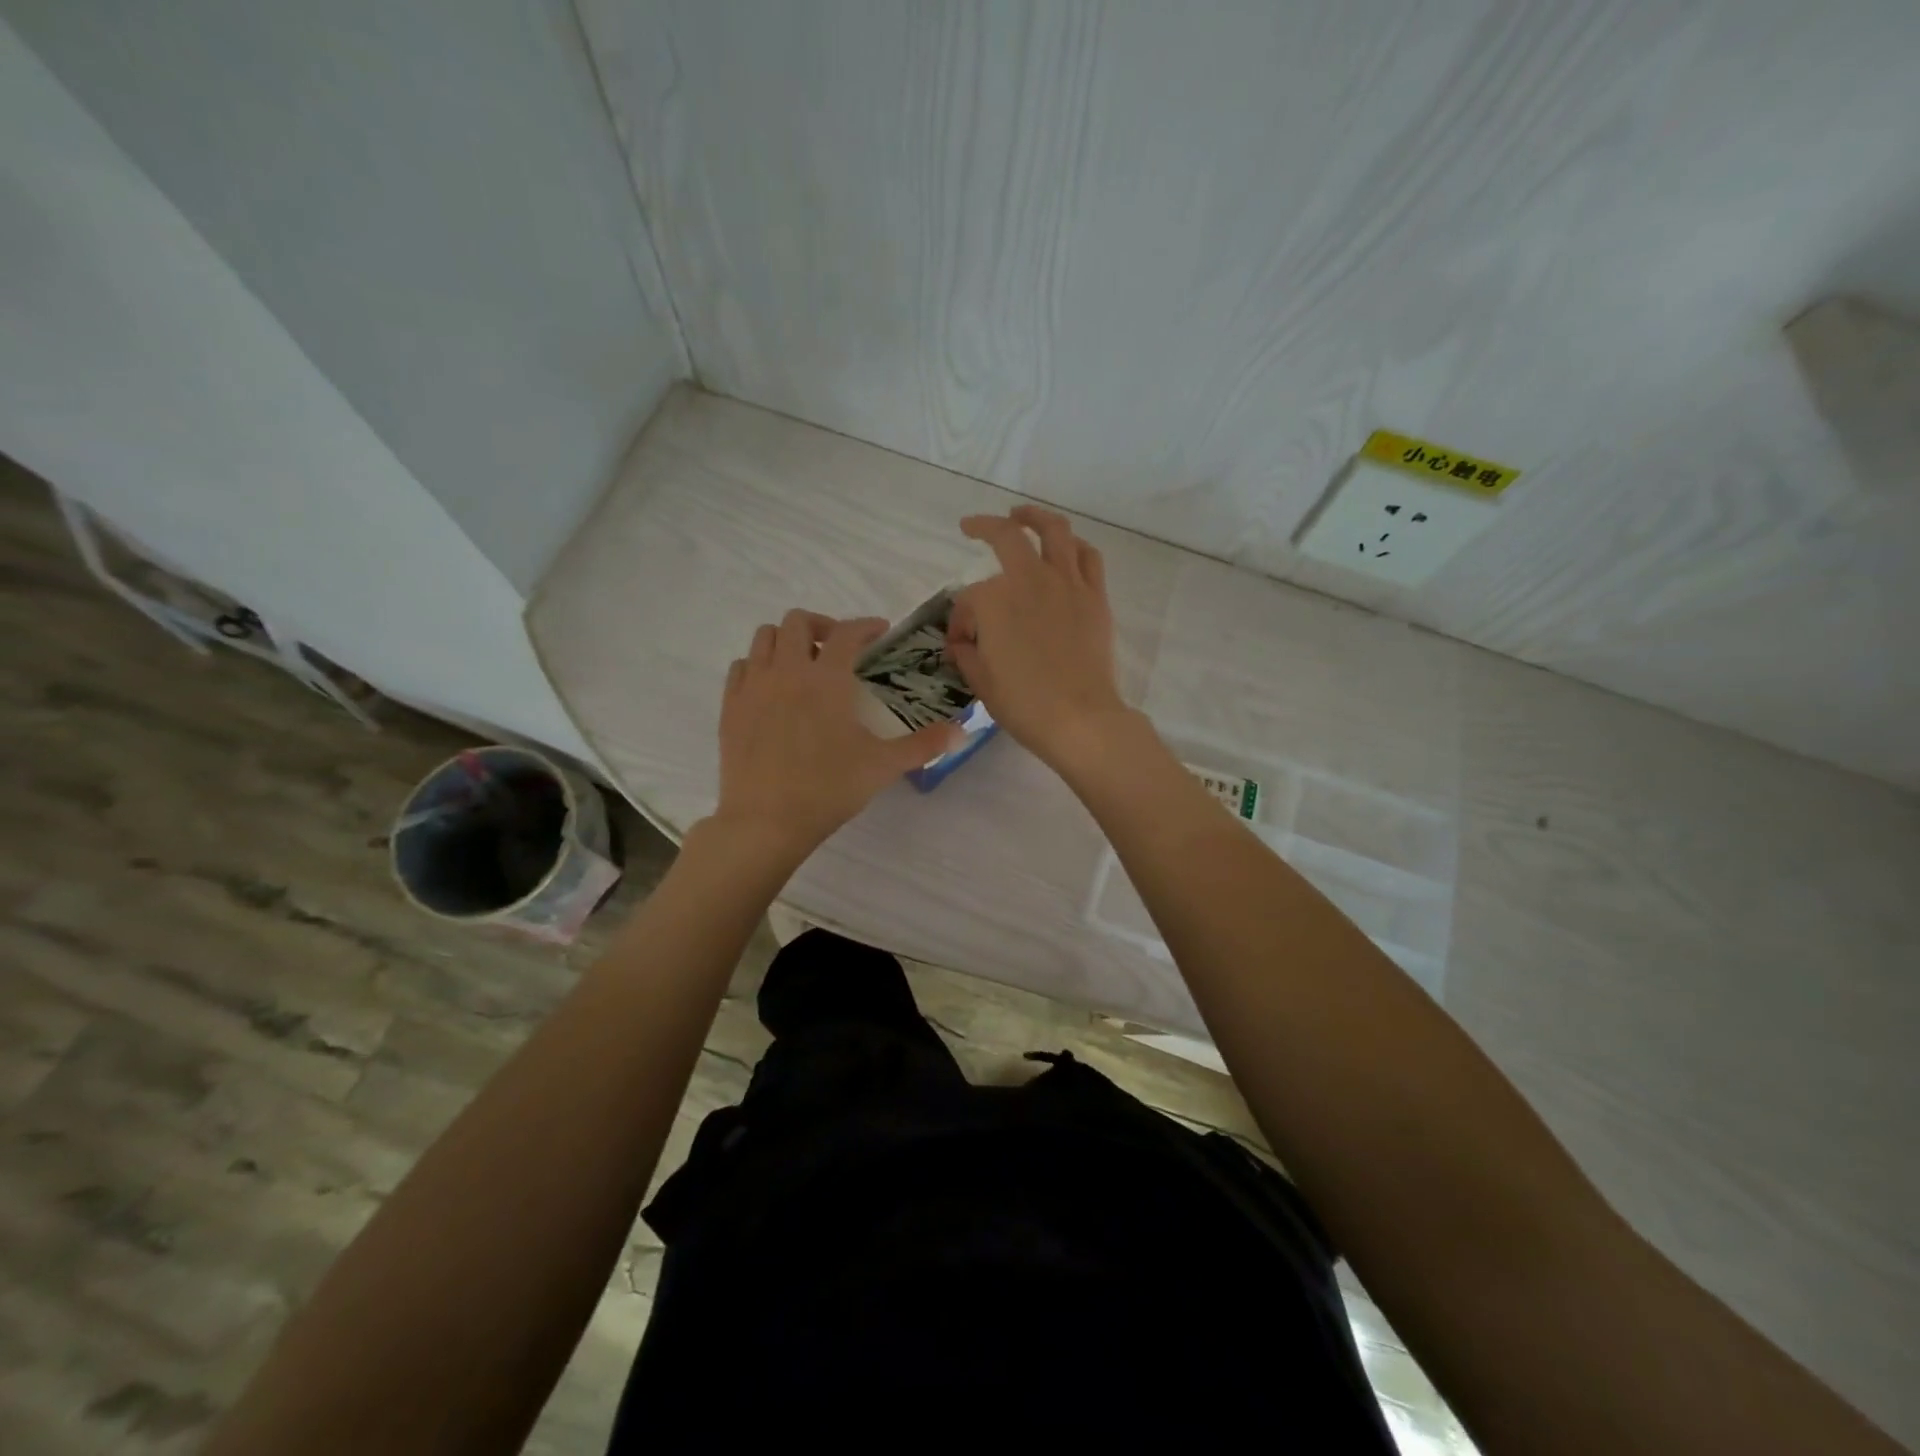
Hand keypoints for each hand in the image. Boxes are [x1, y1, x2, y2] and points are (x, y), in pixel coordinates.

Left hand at [714, 610, 961, 851]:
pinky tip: (772, 688)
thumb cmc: (828, 789)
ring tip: (803, 665)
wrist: (766, 820)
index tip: (879, 631)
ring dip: (787, 641)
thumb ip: (924, 744)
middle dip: (822, 626)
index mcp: (827, 679)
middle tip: (838, 649)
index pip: (847, 633)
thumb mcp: (883, 766)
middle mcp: (787, 671)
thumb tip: (963, 732)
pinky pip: (741, 666)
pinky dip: (759, 666)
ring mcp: (754, 686)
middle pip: (798, 621)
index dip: (866, 625)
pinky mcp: (730, 706)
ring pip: (765, 637)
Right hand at [946, 506, 1130, 768]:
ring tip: (1022, 514)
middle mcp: (1030, 580)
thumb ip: (966, 654)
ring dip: (1035, 516)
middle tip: (972, 526)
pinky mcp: (1095, 596)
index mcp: (994, 601)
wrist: (1080, 719)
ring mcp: (1067, 584)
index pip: (969, 600)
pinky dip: (1074, 545)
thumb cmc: (1024, 705)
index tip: (961, 644)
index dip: (960, 620)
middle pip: (1006, 537)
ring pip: (1054, 530)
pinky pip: (1088, 556)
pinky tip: (1066, 548)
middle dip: (984, 527)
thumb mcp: (981, 683)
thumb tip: (962, 643)